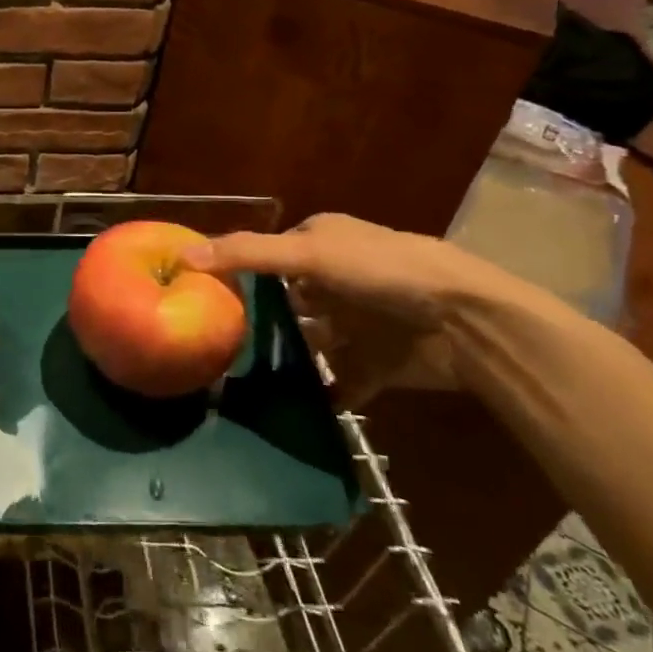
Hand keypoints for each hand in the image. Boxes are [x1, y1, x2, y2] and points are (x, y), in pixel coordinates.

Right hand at [186, 214, 506, 407]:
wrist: (470, 324)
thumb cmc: (383, 273)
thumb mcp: (309, 254)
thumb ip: (247, 254)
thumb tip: (182, 255)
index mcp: (323, 242)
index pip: (268, 254)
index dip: (237, 271)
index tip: (200, 295)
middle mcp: (338, 280)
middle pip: (286, 300)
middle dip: (258, 320)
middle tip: (214, 341)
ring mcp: (358, 324)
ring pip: (310, 342)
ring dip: (286, 358)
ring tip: (242, 378)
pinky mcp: (376, 363)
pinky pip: (339, 382)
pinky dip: (321, 394)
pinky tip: (290, 409)